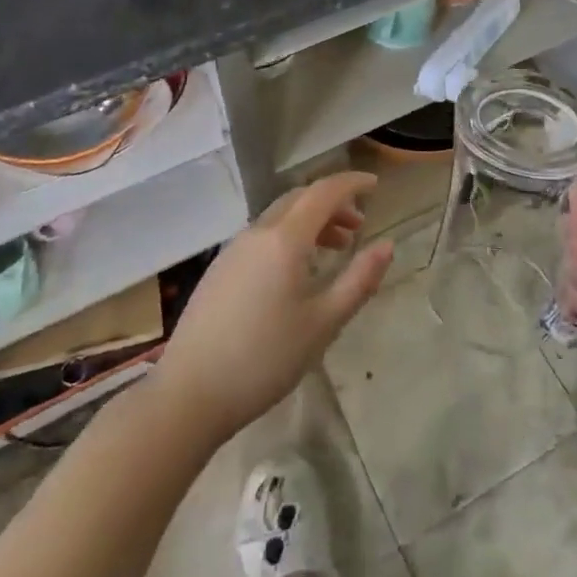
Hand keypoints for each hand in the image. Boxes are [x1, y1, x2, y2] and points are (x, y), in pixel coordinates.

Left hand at [154, 172, 393, 444]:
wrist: (189, 393)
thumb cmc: (264, 358)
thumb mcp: (323, 323)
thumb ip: (358, 281)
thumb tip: (387, 245)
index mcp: (285, 239)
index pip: (324, 192)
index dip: (352, 183)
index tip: (375, 184)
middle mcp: (257, 232)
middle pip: (300, 199)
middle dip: (332, 203)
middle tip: (359, 225)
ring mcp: (233, 249)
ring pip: (279, 217)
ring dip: (311, 221)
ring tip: (334, 248)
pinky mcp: (219, 268)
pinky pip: (263, 235)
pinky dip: (289, 237)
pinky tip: (296, 272)